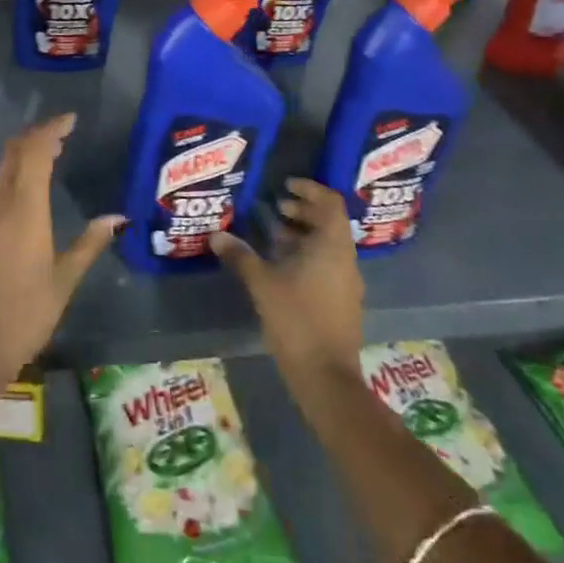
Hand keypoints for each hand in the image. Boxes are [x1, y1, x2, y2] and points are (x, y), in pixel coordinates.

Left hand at [0, 114, 122, 390]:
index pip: (35, 152)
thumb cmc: (24, 314)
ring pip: (1, 168)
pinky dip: (12, 173)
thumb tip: (117, 217)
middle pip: (14, 153)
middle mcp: (0, 203)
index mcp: (25, 208)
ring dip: (23, 153)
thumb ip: (89, 244)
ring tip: (49, 153)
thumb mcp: (64, 281)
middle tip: (62, 133)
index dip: (51, 130)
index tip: (71, 120)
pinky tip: (25, 187)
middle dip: (37, 136)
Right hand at [212, 178, 362, 388]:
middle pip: (329, 222)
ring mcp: (347, 282)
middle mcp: (345, 259)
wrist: (326, 377)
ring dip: (303, 234)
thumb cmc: (297, 320)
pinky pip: (327, 264)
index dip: (310, 189)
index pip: (331, 203)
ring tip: (273, 234)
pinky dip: (307, 255)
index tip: (286, 185)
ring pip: (328, 245)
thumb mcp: (262, 284)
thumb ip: (240, 256)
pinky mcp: (342, 301)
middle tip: (276, 207)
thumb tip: (216, 235)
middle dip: (303, 211)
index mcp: (332, 246)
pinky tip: (281, 267)